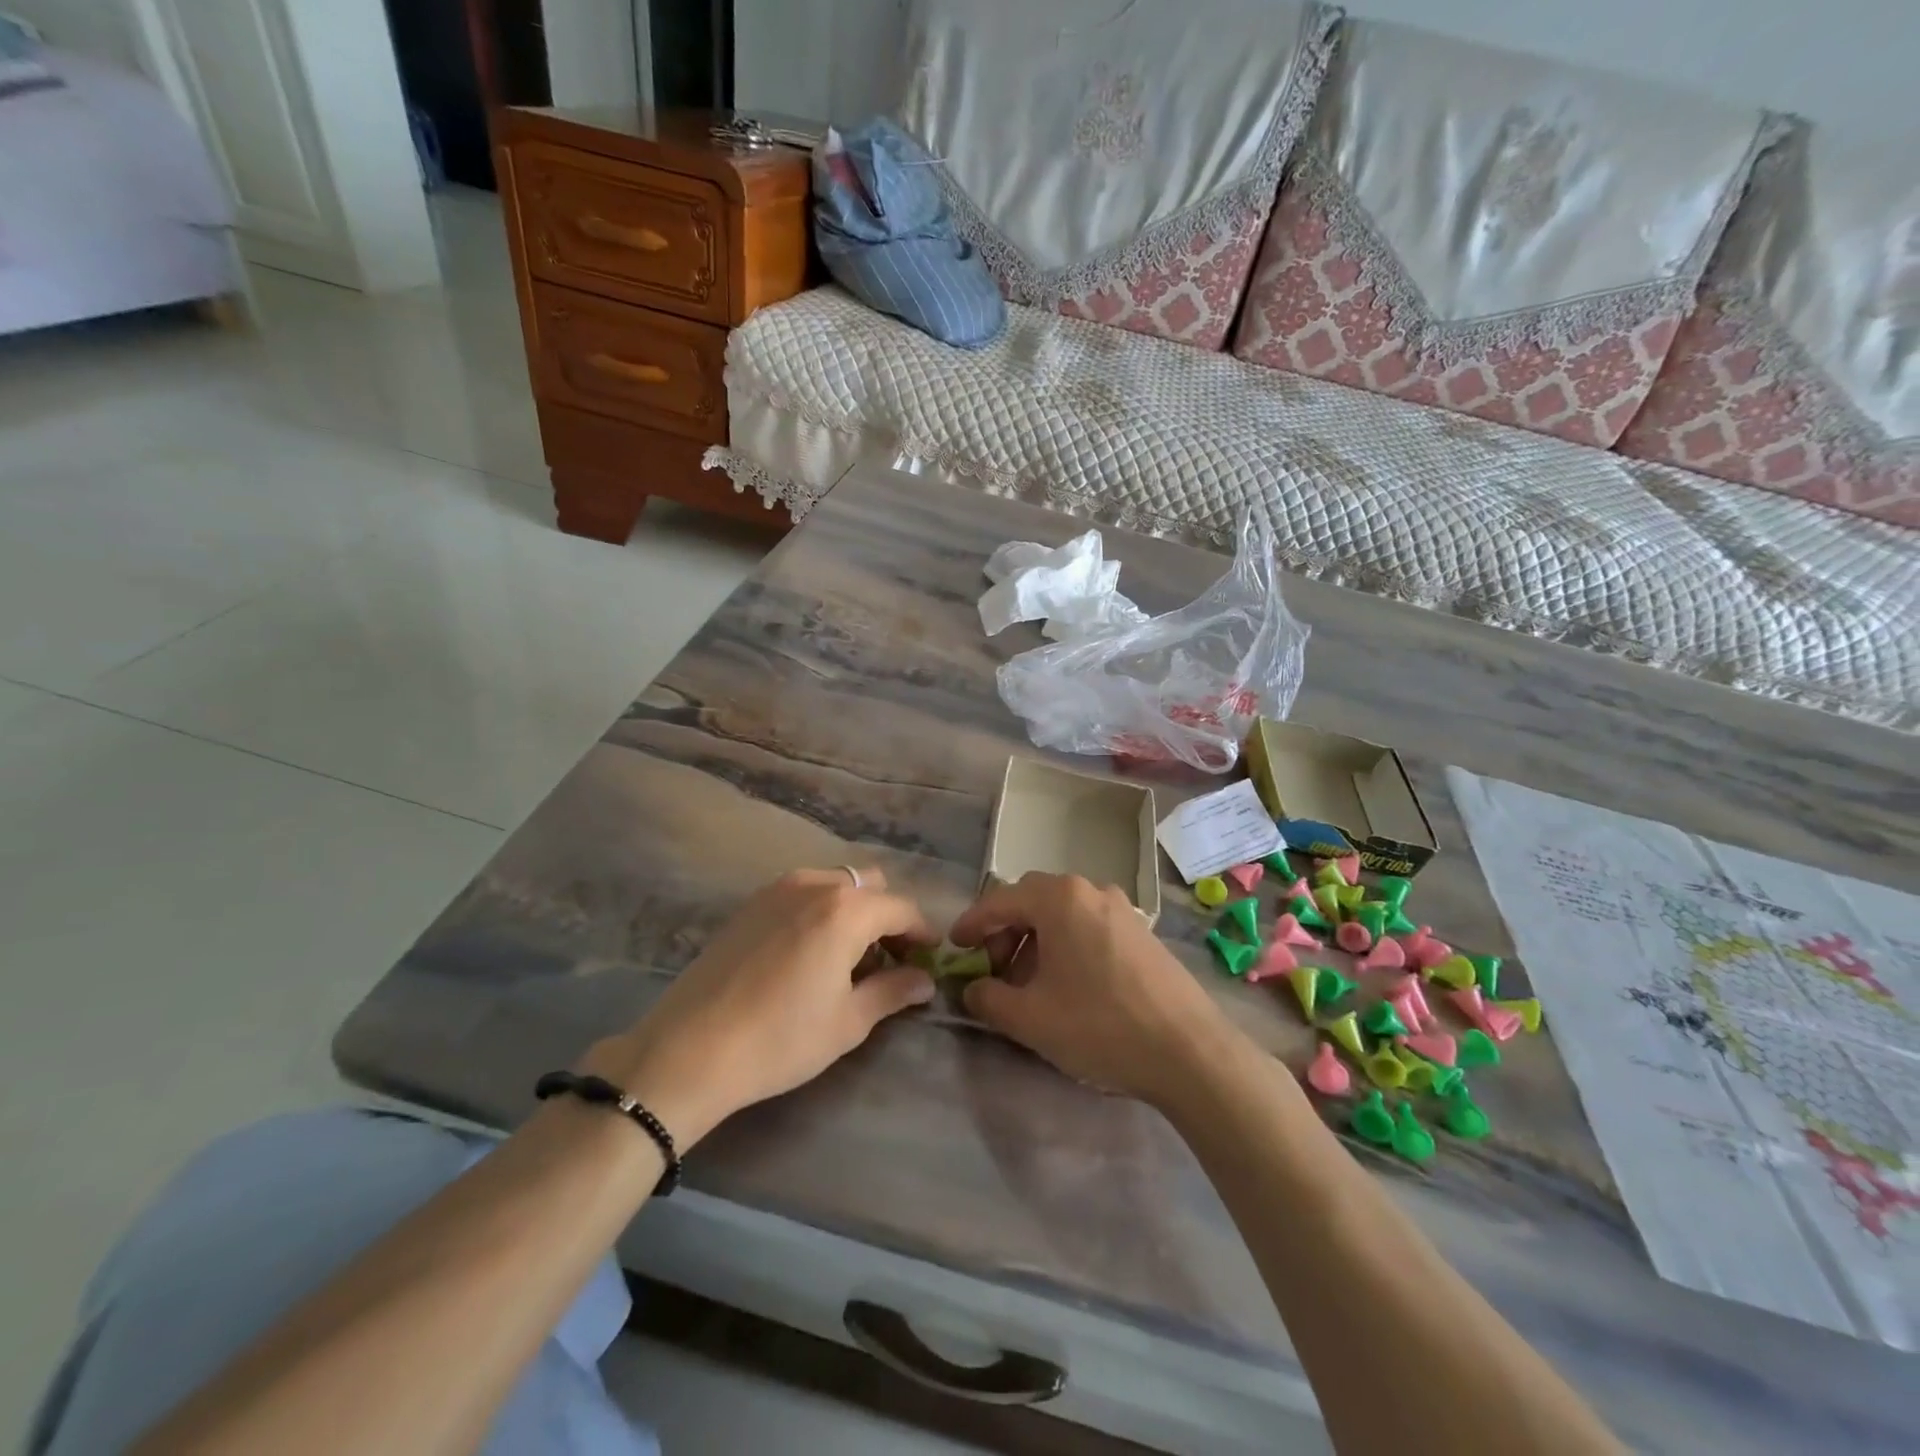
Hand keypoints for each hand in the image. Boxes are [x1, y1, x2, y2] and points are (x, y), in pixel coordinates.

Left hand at [582, 869, 936, 1146]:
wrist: (689, 1050)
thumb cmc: (780, 1039)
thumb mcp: (848, 1021)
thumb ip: (892, 991)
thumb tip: (924, 980)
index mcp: (846, 910)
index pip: (901, 908)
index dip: (922, 932)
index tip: (930, 958)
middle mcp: (815, 885)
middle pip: (869, 885)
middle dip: (888, 916)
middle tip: (890, 959)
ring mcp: (777, 890)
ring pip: (835, 884)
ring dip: (854, 911)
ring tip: (849, 958)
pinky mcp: (750, 904)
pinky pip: (802, 893)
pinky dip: (821, 911)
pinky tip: (811, 954)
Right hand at [949, 872, 1238, 1106]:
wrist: (1190, 1051)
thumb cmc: (1100, 1025)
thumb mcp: (1030, 1018)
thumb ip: (988, 998)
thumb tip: (972, 989)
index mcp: (1060, 898)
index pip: (1000, 900)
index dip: (972, 923)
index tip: (956, 947)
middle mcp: (1091, 890)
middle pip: (1032, 901)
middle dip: (1005, 932)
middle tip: (993, 969)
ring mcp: (1122, 909)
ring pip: (1063, 914)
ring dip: (1036, 940)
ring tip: (1029, 983)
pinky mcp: (1142, 932)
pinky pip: (1089, 926)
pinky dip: (1066, 945)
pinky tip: (1067, 985)